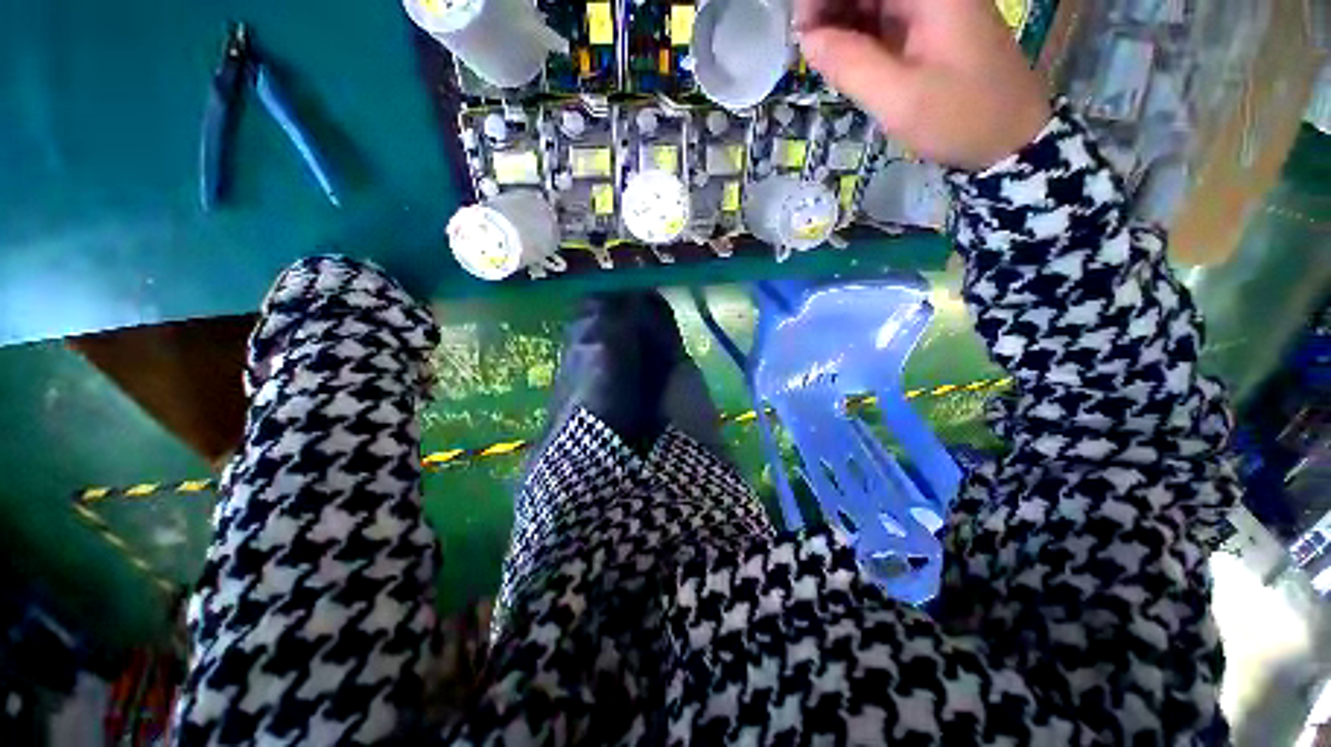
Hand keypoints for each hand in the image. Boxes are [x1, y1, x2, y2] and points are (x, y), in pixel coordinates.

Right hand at [795, 0, 1051, 171]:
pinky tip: (843, 59)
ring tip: (822, 58)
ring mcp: (930, 8)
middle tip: (808, 48)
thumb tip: (807, 40)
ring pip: (870, 3)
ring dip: (841, 24)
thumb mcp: (899, 98)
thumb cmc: (959, 117)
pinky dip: (857, 37)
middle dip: (830, 9)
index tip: (803, 32)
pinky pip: (881, 21)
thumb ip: (850, 65)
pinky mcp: (926, 29)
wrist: (1008, 138)